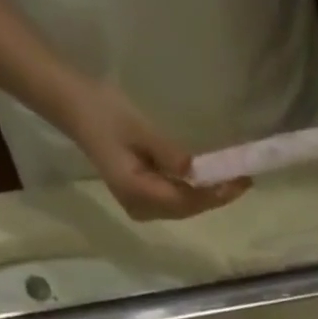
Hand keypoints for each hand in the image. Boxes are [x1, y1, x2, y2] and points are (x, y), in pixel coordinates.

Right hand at [65, 83, 249, 220]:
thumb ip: (169, 154)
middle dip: (215, 197)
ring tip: (232, 184)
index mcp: (138, 193)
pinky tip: (209, 185)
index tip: (239, 183)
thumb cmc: (104, 111)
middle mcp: (141, 210)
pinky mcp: (142, 202)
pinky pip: (174, 202)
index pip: (185, 200)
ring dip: (207, 197)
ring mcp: (140, 209)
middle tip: (243, 182)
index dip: (214, 194)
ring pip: (183, 208)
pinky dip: (193, 194)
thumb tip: (196, 172)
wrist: (74, 109)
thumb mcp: (138, 127)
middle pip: (187, 209)